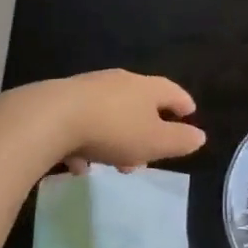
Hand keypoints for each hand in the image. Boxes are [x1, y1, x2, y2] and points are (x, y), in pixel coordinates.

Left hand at [22, 70, 206, 173]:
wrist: (49, 118)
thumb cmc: (112, 130)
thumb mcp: (154, 142)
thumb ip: (180, 141)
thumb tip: (199, 135)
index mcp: (145, 87)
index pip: (172, 92)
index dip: (183, 105)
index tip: (189, 116)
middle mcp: (118, 82)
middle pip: (140, 104)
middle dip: (147, 131)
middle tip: (149, 156)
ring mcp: (87, 89)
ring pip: (111, 115)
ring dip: (117, 139)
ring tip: (115, 164)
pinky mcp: (60, 102)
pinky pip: (82, 123)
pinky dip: (87, 143)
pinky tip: (80, 164)